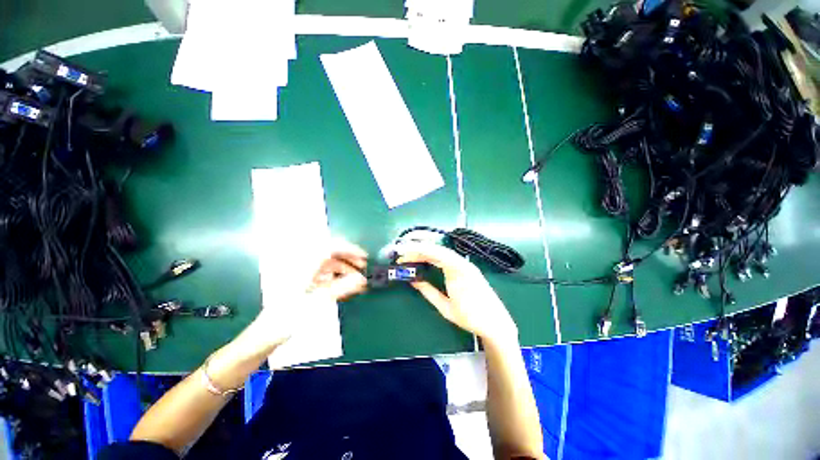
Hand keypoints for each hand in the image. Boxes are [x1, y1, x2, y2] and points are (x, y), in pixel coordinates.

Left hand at [249, 240, 367, 348]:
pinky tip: (345, 286)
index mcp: (304, 266)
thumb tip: (362, 279)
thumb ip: (341, 288)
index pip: (331, 248)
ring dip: (345, 269)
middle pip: (331, 254)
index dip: (349, 250)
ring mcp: (303, 275)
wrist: (265, 335)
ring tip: (357, 279)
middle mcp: (304, 266)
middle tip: (363, 267)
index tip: (364, 257)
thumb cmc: (287, 318)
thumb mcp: (316, 303)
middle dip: (349, 259)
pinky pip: (325, 275)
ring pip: (329, 264)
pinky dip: (337, 278)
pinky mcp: (304, 283)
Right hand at [396, 242, 517, 342]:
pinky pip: (448, 257)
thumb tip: (413, 280)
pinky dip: (434, 256)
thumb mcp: (446, 308)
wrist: (496, 322)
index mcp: (457, 271)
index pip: (434, 254)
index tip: (402, 254)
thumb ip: (428, 292)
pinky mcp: (467, 268)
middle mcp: (462, 263)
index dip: (416, 251)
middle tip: (402, 255)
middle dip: (418, 250)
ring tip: (411, 255)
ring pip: (442, 252)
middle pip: (437, 250)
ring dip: (426, 252)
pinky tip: (426, 259)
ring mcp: (466, 264)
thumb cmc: (471, 318)